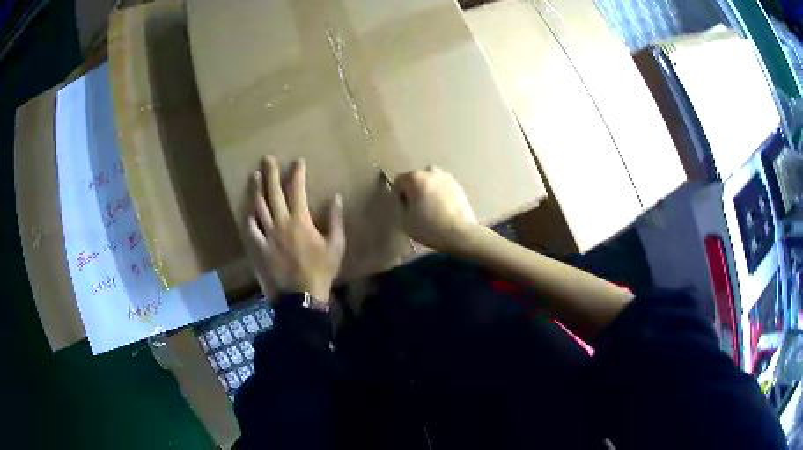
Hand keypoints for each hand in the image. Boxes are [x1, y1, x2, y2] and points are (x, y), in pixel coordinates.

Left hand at [243, 156, 345, 302]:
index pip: (297, 190)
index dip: (297, 174)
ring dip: (256, 190)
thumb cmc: (321, 270)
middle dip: (271, 174)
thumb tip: (336, 197)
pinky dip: (249, 217)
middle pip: (274, 194)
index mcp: (300, 221)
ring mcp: (268, 235)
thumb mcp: (336, 245)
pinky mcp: (260, 247)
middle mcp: (281, 223)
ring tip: (255, 175)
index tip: (297, 161)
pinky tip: (248, 208)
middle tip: (267, 158)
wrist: (302, 295)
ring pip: (259, 207)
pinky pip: (251, 229)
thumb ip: (336, 220)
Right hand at [394, 166, 477, 251]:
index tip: (406, 208)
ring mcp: (447, 177)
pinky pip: (443, 187)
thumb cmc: (429, 227)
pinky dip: (441, 195)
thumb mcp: (404, 220)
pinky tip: (443, 210)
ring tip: (432, 210)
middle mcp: (431, 171)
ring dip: (428, 191)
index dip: (400, 196)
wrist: (461, 233)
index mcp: (415, 177)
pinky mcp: (459, 185)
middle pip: (416, 179)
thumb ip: (400, 205)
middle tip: (418, 209)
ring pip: (431, 182)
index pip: (399, 181)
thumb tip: (405, 201)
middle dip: (415, 190)